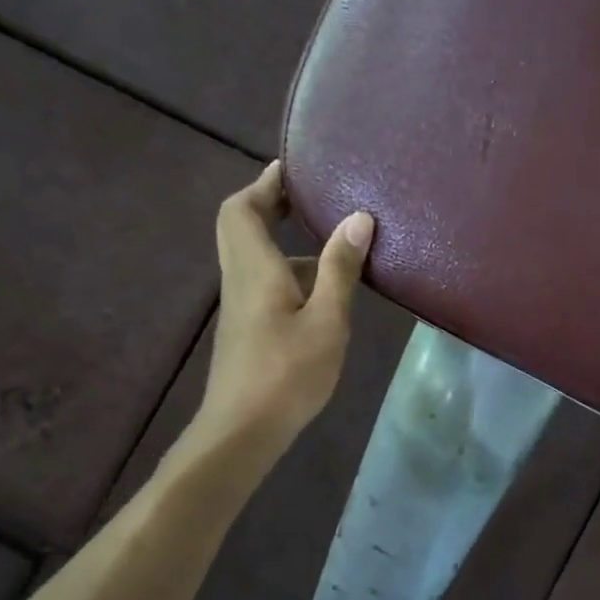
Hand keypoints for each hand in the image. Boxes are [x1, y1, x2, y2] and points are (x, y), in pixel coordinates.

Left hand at [192, 161, 373, 456]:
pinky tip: (327, 292)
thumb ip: (340, 269)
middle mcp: (241, 279)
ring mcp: (243, 307)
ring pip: (257, 258)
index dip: (264, 183)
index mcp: (254, 268)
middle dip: (272, 205)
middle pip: (243, 227)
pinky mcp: (249, 329)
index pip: (243, 209)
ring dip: (287, 242)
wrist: (242, 431)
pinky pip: (266, 283)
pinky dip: (292, 272)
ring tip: (336, 243)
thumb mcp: (327, 320)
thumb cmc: (287, 373)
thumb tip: (358, 217)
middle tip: (311, 198)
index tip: (294, 168)